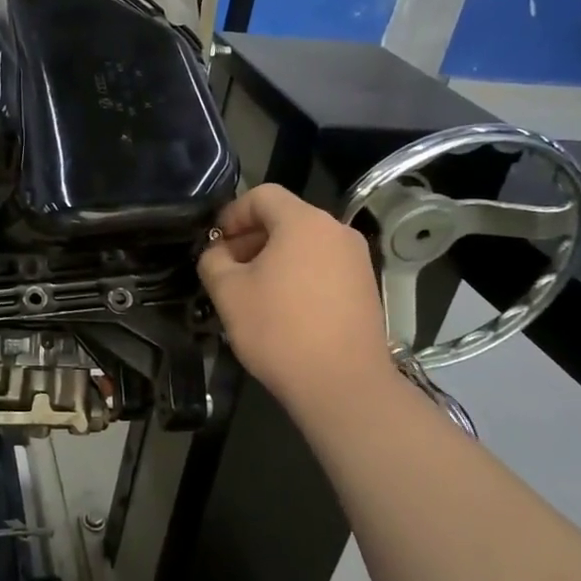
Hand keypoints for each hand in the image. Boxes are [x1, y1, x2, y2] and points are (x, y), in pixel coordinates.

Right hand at [198, 185, 398, 416]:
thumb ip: (213, 260)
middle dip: (251, 238)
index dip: (232, 214)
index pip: (262, 195)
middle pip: (285, 218)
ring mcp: (357, 260)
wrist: (343, 385)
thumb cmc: (279, 330)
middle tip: (227, 270)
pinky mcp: (366, 287)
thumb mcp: (228, 292)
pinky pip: (323, 266)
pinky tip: (283, 308)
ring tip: (253, 291)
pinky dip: (299, 275)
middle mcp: (337, 231)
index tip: (215, 243)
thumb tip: (218, 253)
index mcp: (304, 222)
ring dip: (274, 258)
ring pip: (305, 243)